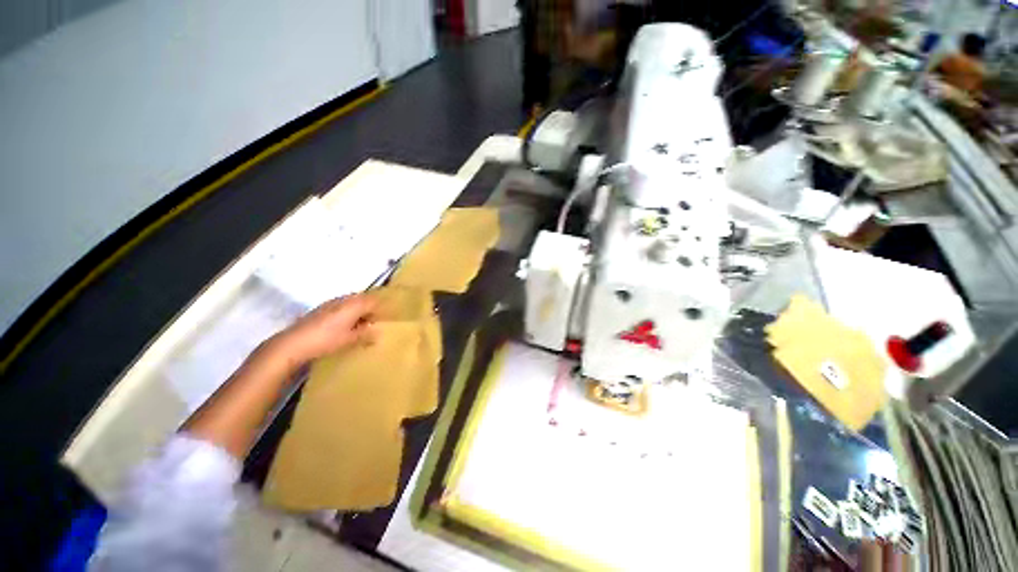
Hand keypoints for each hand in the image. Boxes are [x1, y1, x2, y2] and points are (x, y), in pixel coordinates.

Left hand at [275, 295, 376, 365]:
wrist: (293, 343)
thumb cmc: (326, 340)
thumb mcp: (350, 339)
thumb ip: (366, 334)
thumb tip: (378, 331)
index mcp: (354, 304)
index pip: (374, 300)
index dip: (382, 308)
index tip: (386, 319)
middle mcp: (344, 299)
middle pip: (363, 299)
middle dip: (370, 309)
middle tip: (375, 322)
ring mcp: (331, 303)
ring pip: (351, 302)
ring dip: (358, 311)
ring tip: (360, 325)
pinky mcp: (321, 309)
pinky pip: (341, 306)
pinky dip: (347, 313)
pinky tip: (344, 326)